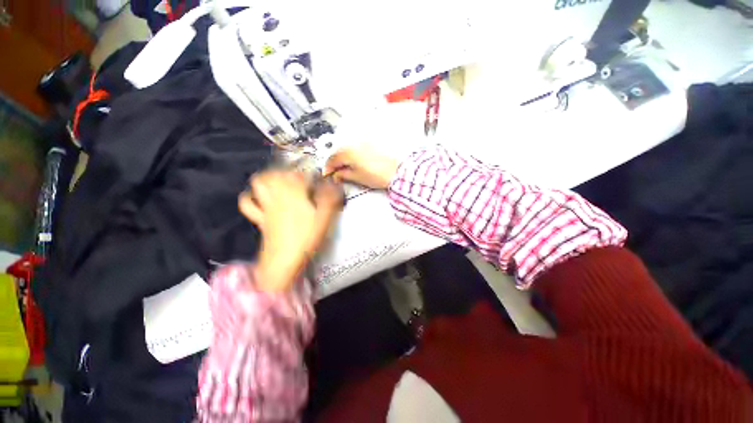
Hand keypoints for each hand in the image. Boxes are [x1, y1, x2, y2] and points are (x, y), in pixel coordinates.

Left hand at [239, 170, 343, 290]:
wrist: (284, 260)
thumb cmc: (306, 237)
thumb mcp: (324, 217)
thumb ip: (330, 199)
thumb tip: (335, 185)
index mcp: (295, 193)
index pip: (302, 175)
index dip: (312, 174)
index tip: (319, 178)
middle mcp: (278, 196)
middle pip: (276, 173)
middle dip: (287, 171)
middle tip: (297, 176)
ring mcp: (266, 207)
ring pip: (260, 183)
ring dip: (268, 178)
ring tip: (279, 181)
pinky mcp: (260, 219)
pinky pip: (249, 204)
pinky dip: (251, 198)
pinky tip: (259, 199)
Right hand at [325, 144, 398, 189]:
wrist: (397, 171)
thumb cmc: (377, 175)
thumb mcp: (357, 177)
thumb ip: (343, 175)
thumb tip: (336, 175)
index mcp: (349, 152)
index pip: (332, 159)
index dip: (328, 168)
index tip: (327, 174)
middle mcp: (355, 144)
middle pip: (339, 152)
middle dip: (335, 162)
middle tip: (335, 172)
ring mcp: (364, 142)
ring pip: (348, 149)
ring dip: (343, 157)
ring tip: (345, 168)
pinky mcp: (372, 144)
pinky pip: (356, 147)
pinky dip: (352, 154)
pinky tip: (354, 162)